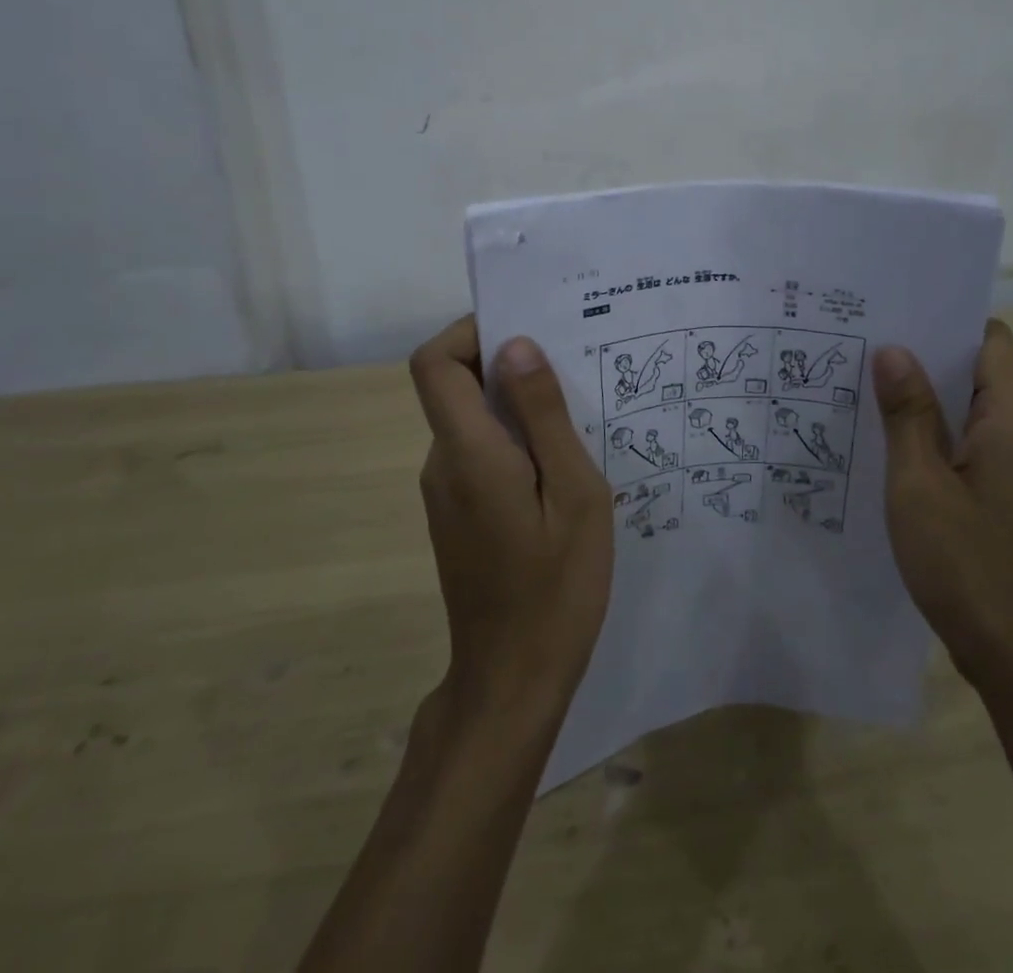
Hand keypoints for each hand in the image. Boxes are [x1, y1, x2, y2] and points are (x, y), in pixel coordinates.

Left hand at [408, 317, 613, 715]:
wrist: (513, 679)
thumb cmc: (557, 586)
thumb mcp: (574, 493)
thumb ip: (544, 416)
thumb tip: (518, 345)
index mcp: (468, 452)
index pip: (434, 363)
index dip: (470, 332)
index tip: (526, 332)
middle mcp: (442, 463)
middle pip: (454, 386)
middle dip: (507, 364)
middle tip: (573, 369)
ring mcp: (444, 492)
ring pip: (470, 420)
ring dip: (516, 405)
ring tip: (577, 416)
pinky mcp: (455, 514)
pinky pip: (478, 453)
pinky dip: (512, 440)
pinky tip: (559, 467)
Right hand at [874, 319, 1012, 694]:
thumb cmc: (968, 565)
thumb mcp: (920, 484)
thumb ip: (908, 413)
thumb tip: (893, 349)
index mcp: (1011, 418)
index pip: (988, 337)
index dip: (945, 317)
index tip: (892, 309)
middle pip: (972, 369)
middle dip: (920, 353)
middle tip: (858, 340)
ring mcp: (1006, 465)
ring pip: (961, 408)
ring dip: (917, 395)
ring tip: (856, 379)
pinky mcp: (993, 493)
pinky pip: (957, 443)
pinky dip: (923, 432)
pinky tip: (876, 437)